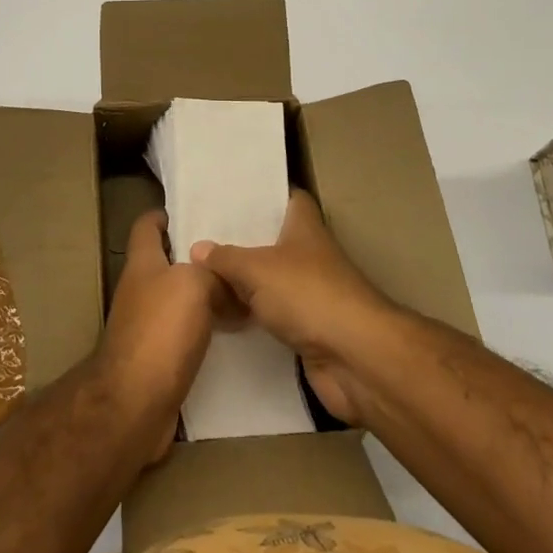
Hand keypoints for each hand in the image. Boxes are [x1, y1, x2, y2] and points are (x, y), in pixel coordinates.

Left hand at [96, 211, 225, 460]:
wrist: (135, 404)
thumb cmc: (160, 331)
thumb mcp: (194, 285)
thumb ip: (213, 273)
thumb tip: (230, 281)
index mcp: (143, 263)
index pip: (146, 226)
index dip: (164, 215)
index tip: (192, 213)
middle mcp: (141, 290)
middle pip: (167, 264)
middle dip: (197, 257)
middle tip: (235, 254)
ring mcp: (147, 326)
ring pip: (180, 300)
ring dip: (206, 295)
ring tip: (244, 290)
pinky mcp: (158, 360)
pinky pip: (186, 334)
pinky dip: (207, 330)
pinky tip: (234, 332)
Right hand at [191, 189, 398, 426]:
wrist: (355, 358)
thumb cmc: (308, 294)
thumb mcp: (256, 268)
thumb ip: (225, 258)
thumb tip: (197, 248)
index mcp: (305, 227)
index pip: (289, 198)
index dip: (266, 194)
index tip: (233, 195)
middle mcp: (311, 255)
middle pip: (275, 240)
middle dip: (244, 240)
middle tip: (203, 237)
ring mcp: (313, 294)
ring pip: (273, 280)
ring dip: (247, 282)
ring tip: (204, 274)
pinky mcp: (310, 330)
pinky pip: (274, 315)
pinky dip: (254, 316)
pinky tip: (223, 316)